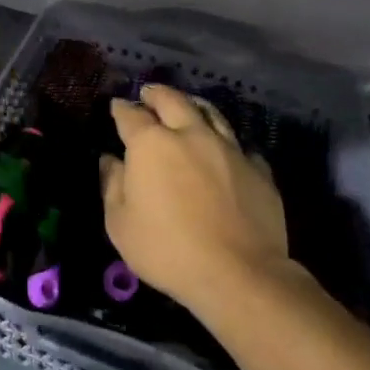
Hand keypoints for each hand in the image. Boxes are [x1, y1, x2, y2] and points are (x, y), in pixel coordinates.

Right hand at [100, 84, 288, 314]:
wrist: (239, 275)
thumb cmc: (167, 249)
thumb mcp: (120, 223)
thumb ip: (112, 185)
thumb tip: (111, 160)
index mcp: (151, 144)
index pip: (131, 115)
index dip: (121, 109)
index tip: (116, 106)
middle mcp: (190, 135)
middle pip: (173, 100)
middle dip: (157, 94)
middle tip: (149, 93)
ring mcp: (229, 150)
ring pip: (211, 114)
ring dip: (194, 106)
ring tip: (187, 106)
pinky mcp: (259, 170)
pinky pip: (241, 146)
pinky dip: (227, 144)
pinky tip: (225, 151)